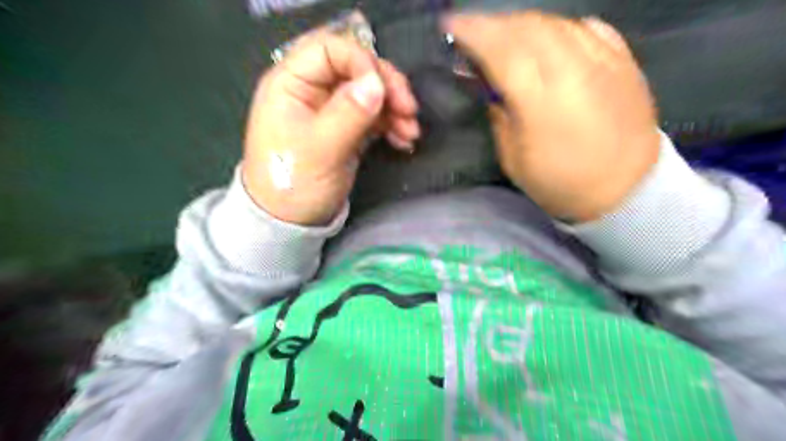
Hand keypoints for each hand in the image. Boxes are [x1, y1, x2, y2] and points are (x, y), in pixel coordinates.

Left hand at [243, 29, 419, 226]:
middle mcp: (312, 90)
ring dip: (395, 108)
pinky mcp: (346, 129)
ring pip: (369, 93)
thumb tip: (378, 83)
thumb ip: (348, 113)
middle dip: (386, 86)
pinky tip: (405, 140)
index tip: (384, 89)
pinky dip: (392, 125)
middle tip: (409, 109)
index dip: (361, 61)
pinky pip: (374, 116)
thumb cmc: (293, 183)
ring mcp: (331, 110)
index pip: (329, 49)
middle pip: (356, 69)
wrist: (290, 221)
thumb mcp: (320, 149)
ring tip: (411, 132)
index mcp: (292, 84)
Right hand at [444, 12, 657, 222]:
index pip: (500, 50)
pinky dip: (557, 28)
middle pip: (525, 27)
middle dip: (492, 24)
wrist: (626, 188)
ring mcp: (602, 59)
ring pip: (554, 22)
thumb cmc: (561, 182)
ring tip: (504, 37)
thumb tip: (489, 85)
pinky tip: (545, 40)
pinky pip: (584, 28)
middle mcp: (572, 69)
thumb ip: (499, 115)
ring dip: (521, 24)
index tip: (450, 27)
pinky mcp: (623, 59)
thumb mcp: (514, 159)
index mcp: (541, 100)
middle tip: (473, 34)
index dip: (472, 33)